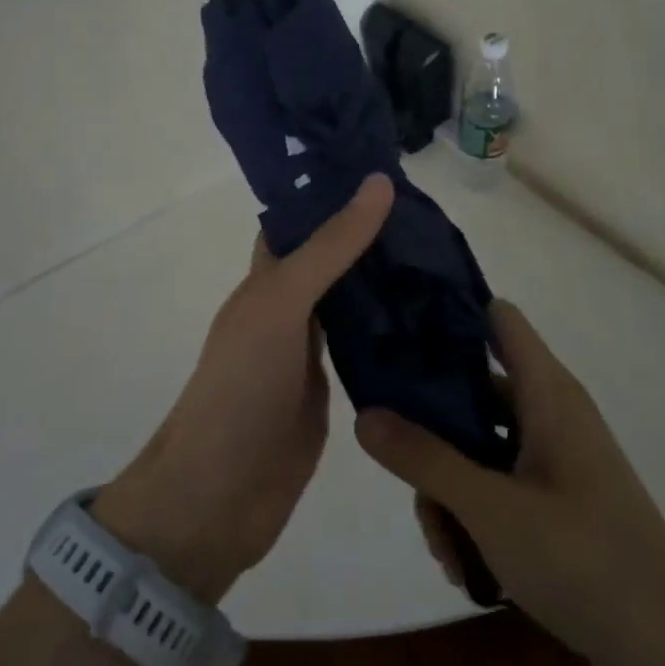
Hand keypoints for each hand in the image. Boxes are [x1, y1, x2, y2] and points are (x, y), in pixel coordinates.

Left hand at [93, 174, 395, 603]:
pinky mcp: (334, 392)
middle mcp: (289, 308)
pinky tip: (436, 321)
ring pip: (354, 303)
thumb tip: (377, 183)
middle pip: (333, 259)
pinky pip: (367, 350)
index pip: (301, 220)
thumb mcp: (281, 303)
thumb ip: (329, 248)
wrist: (219, 496)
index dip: (334, 192)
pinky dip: (395, 333)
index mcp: (268, 279)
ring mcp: (311, 352)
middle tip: (435, 214)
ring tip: (446, 257)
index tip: (387, 168)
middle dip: (374, 236)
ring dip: (388, 283)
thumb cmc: (240, 386)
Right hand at [355, 300, 664, 665]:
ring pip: (481, 448)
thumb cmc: (583, 558)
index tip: (397, 329)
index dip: (450, 313)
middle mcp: (551, 414)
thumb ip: (424, 458)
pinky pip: (501, 487)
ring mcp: (557, 461)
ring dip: (451, 490)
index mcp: (546, 393)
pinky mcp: (560, 503)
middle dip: (433, 431)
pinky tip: (465, 567)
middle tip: (403, 471)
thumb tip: (363, 413)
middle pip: (474, 392)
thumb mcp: (490, 508)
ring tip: (442, 546)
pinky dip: (477, 515)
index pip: (497, 318)